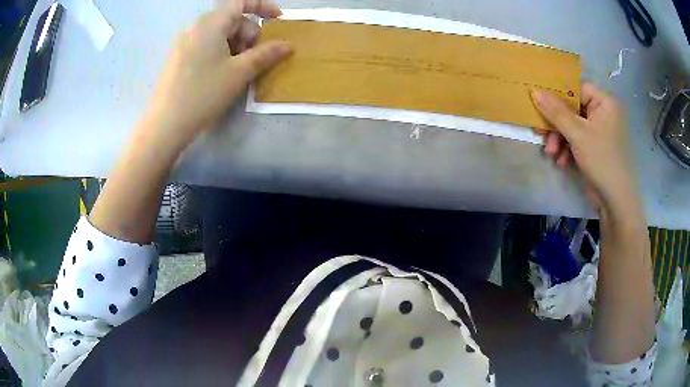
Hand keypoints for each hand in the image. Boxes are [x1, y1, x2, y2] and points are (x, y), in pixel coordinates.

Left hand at [143, 0, 291, 147]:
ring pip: (218, 33)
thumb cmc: (203, 94)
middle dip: (248, 33)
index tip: (278, 20)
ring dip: (235, 45)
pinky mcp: (177, 57)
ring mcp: (183, 42)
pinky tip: (220, 74)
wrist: (165, 125)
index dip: (263, 7)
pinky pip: (205, 44)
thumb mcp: (239, 73)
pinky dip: (220, 52)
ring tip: (237, 70)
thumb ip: (266, 54)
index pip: (240, 2)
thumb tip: (287, 45)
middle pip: (230, 19)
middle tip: (254, 58)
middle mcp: (195, 27)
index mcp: (210, 24)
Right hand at [532, 83, 636, 211]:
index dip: (558, 94)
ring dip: (559, 138)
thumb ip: (556, 112)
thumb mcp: (577, 134)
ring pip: (572, 125)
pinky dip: (567, 148)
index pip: (577, 88)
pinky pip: (577, 139)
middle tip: (541, 132)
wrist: (615, 200)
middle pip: (573, 108)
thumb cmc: (601, 160)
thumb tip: (534, 91)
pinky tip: (561, 160)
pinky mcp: (595, 146)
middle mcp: (603, 113)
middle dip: (556, 123)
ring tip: (551, 153)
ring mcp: (599, 131)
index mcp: (604, 102)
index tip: (540, 101)